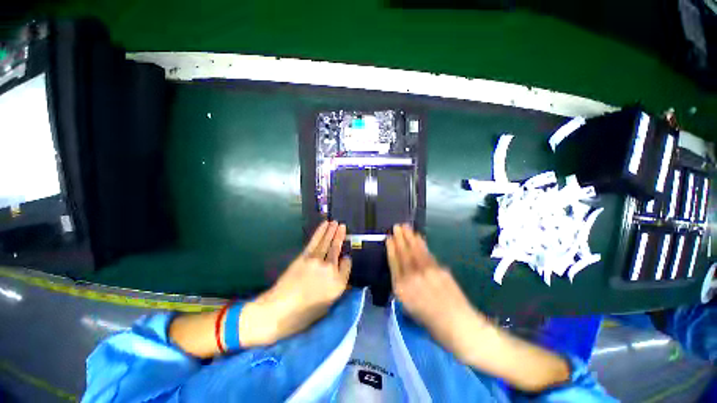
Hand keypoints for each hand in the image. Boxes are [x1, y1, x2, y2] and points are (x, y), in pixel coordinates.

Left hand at [239, 221, 351, 345]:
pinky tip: (325, 225)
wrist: (277, 311)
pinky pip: (316, 241)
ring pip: (327, 242)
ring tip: (336, 222)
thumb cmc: (303, 315)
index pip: (347, 265)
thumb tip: (339, 273)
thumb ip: (336, 288)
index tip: (345, 258)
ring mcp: (317, 261)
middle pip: (337, 249)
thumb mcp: (326, 306)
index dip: (346, 260)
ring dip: (332, 231)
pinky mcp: (305, 256)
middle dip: (340, 236)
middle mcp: (330, 270)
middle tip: (343, 226)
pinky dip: (321, 231)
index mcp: (338, 284)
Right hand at [387, 224, 488, 357]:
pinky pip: (427, 254)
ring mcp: (427, 272)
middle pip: (404, 254)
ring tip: (405, 227)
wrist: (459, 325)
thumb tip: (401, 273)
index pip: (394, 263)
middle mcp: (412, 278)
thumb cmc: (431, 323)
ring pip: (415, 251)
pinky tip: (418, 237)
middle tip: (396, 227)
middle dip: (399, 239)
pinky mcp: (439, 269)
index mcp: (402, 289)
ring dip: (410, 237)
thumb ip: (403, 288)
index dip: (391, 249)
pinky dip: (422, 244)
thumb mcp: (409, 309)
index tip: (388, 238)